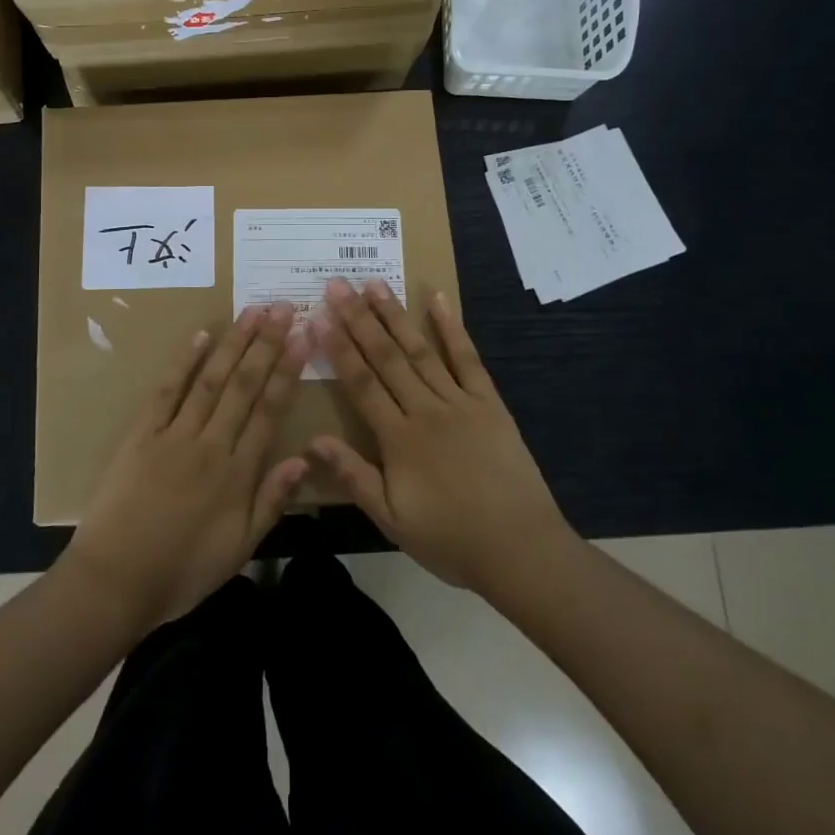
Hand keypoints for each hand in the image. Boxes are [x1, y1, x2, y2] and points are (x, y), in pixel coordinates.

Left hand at [62, 303, 309, 629]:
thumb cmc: (183, 571)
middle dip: (266, 344)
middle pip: (244, 385)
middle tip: (283, 308)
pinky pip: (166, 391)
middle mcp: (211, 444)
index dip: (288, 371)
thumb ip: (272, 501)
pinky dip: (184, 361)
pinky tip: (201, 336)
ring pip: (211, 380)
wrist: (116, 582)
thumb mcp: (239, 549)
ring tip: (252, 312)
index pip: (270, 410)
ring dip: (234, 343)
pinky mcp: (141, 434)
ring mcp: (174, 435)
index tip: (303, 337)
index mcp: (238, 473)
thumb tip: (304, 458)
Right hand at [309, 278, 574, 595]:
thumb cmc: (450, 540)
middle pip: (386, 357)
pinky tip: (438, 300)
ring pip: (421, 350)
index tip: (318, 315)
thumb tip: (313, 440)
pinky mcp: (490, 402)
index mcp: (399, 439)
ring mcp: (461, 402)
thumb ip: (354, 476)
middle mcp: (426, 409)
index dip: (338, 347)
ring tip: (374, 284)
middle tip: (337, 285)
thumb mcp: (392, 520)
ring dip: (395, 315)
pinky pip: (468, 359)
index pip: (361, 382)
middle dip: (359, 319)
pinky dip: (452, 328)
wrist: (521, 550)